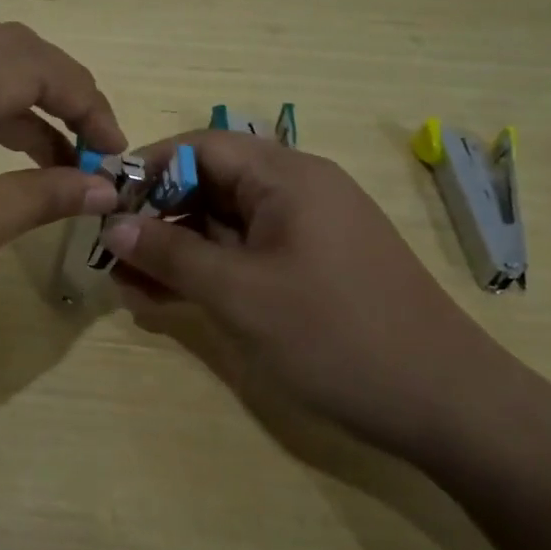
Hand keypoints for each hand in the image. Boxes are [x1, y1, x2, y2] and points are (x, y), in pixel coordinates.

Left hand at [0, 22, 124, 366]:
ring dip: (22, 108)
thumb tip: (106, 189)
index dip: (88, 105)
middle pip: (7, 52)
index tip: (116, 155)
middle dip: (61, 96)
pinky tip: (6, 158)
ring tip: (62, 162)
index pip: (35, 64)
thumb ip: (44, 196)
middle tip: (94, 150)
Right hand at [101, 130, 509, 459]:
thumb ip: (171, 254)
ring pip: (227, 224)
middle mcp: (299, 191)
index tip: (104, 202)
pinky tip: (171, 301)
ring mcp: (309, 231)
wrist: (446, 403)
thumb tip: (112, 225)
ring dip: (179, 249)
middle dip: (158, 216)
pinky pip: (249, 254)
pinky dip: (210, 271)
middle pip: (212, 184)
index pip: (201, 147)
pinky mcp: (315, 268)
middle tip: (113, 255)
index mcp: (287, 176)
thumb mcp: (240, 294)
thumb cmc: (336, 335)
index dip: (147, 168)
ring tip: (131, 286)